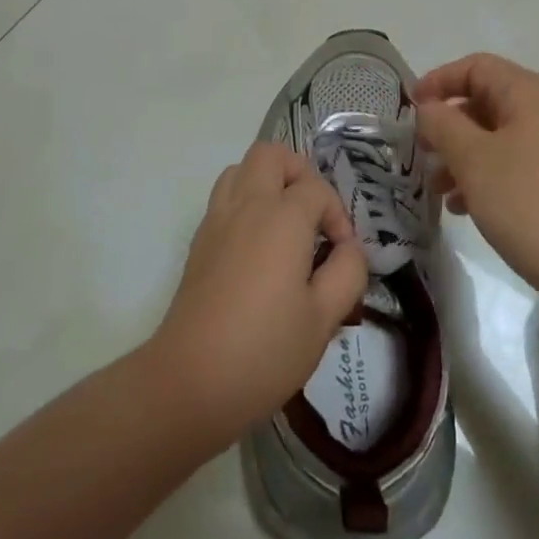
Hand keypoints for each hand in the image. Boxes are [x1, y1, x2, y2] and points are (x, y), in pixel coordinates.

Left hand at [150, 142, 369, 446]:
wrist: (189, 383)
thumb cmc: (265, 351)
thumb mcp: (324, 318)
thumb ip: (348, 272)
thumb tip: (349, 249)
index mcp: (282, 218)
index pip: (316, 189)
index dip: (337, 215)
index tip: (342, 255)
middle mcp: (247, 205)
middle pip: (271, 155)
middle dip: (299, 173)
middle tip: (313, 214)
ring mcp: (216, 221)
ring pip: (241, 170)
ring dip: (268, 182)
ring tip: (286, 223)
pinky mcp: (198, 243)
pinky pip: (224, 198)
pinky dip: (245, 203)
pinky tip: (258, 248)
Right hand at [415, 53, 538, 334]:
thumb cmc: (534, 205)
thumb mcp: (475, 160)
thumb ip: (443, 126)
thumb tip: (428, 107)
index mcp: (529, 94)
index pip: (476, 67)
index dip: (439, 80)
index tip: (410, 110)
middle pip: (487, 102)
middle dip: (449, 124)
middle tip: (420, 153)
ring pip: (498, 139)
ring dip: (463, 157)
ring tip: (437, 189)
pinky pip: (515, 168)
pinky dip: (486, 179)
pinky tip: (465, 209)